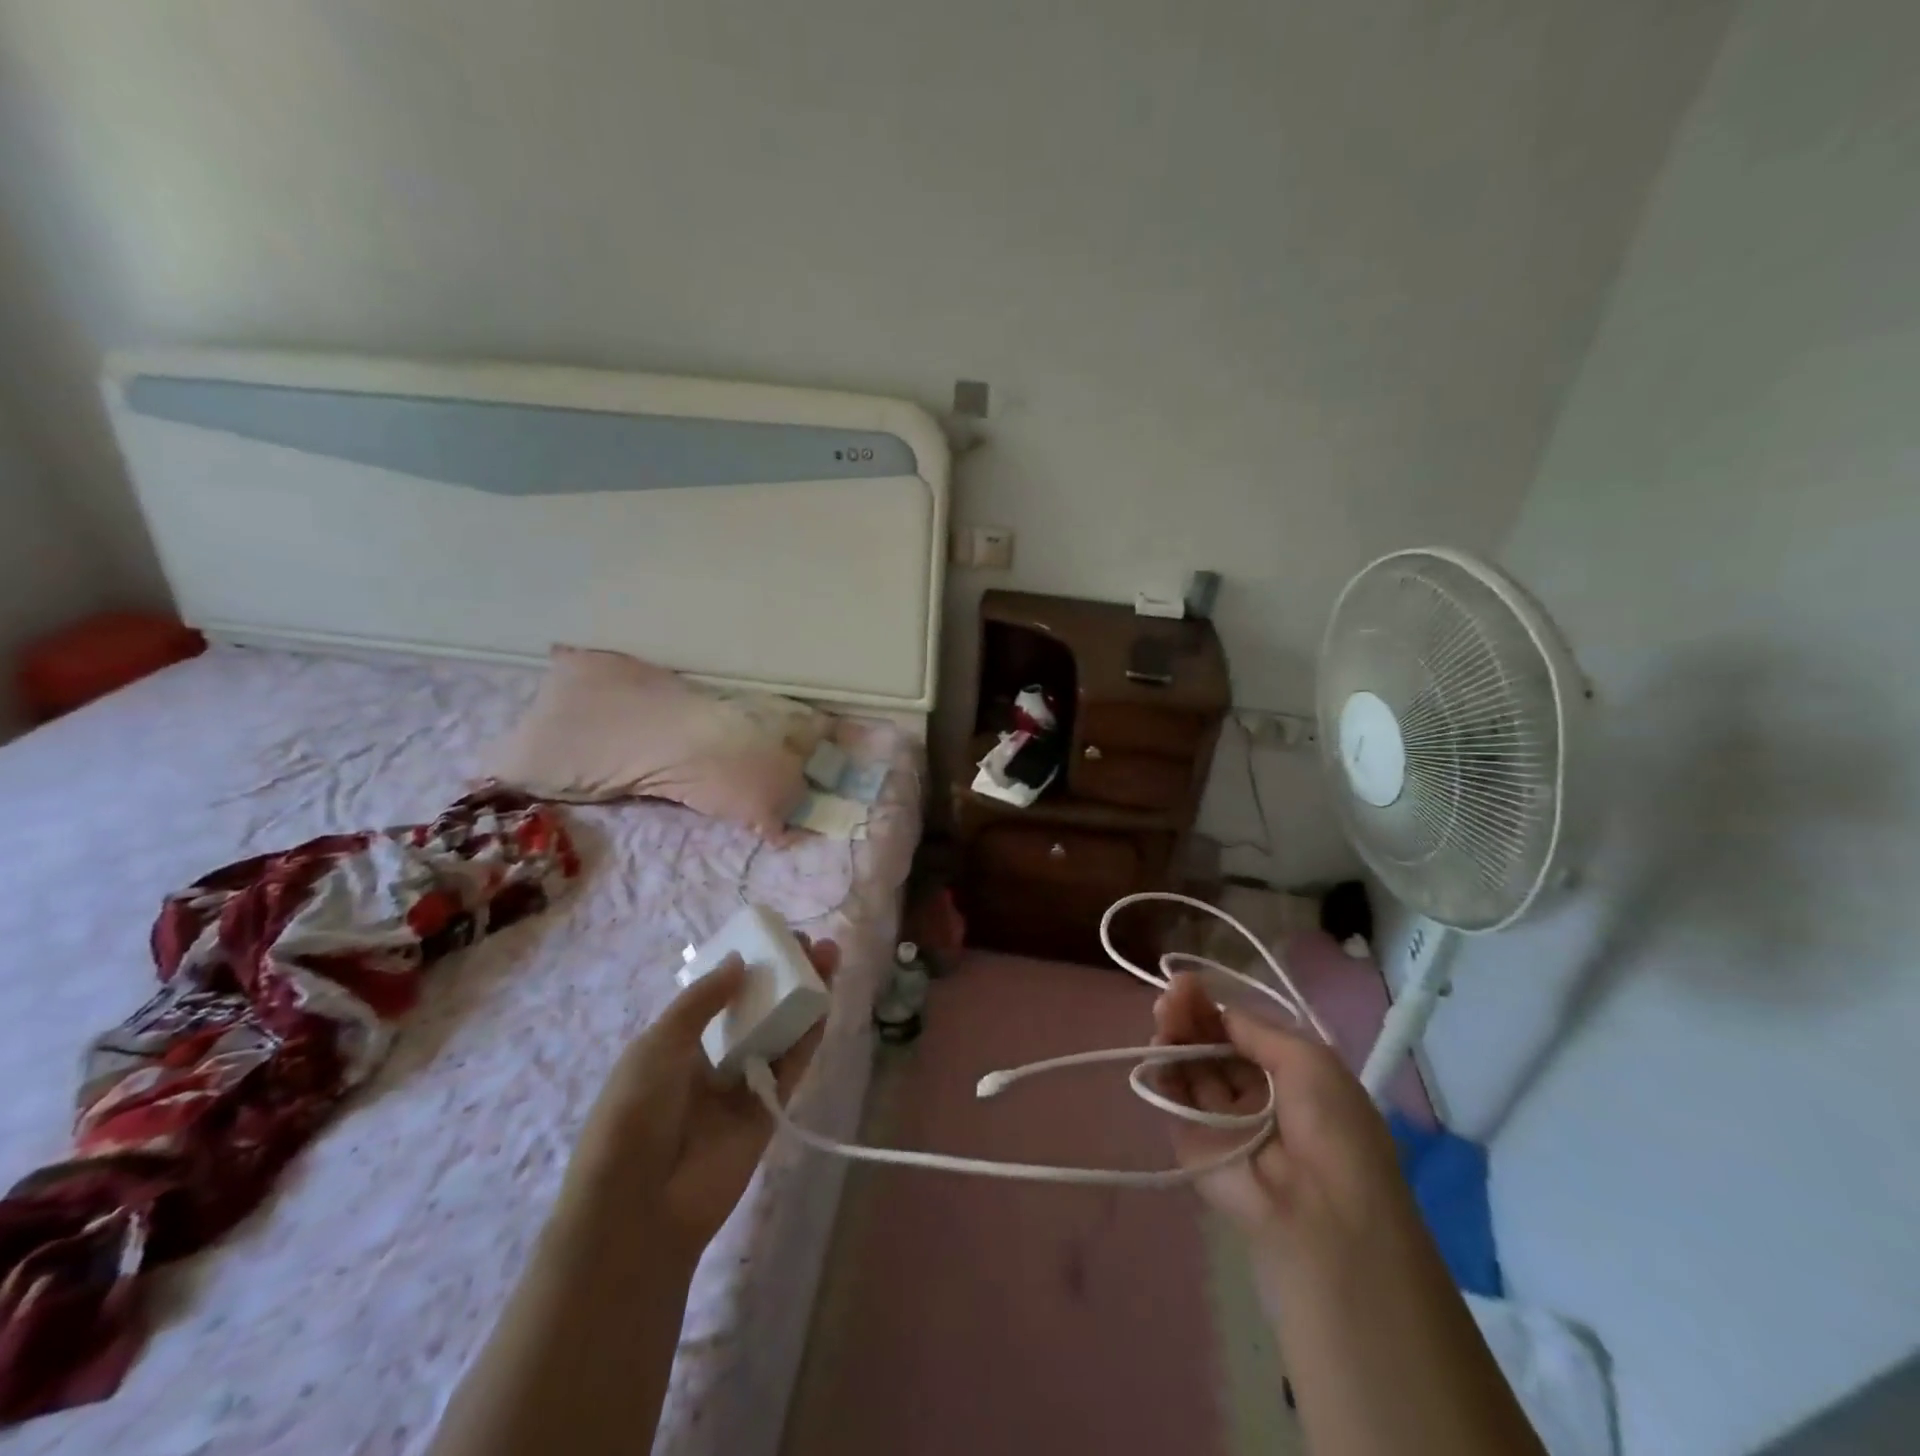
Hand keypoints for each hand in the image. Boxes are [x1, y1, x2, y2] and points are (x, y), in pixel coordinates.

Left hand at [562, 937, 838, 1262]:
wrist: (640, 1210)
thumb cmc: (633, 1117)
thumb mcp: (656, 1047)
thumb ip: (701, 1002)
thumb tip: (739, 961)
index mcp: (675, 1043)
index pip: (716, 994)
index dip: (743, 965)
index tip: (771, 937)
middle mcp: (711, 1059)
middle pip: (755, 1007)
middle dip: (781, 974)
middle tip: (810, 943)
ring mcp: (742, 1084)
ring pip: (780, 1030)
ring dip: (803, 995)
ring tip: (829, 957)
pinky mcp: (768, 1110)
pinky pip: (792, 1065)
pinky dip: (810, 1034)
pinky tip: (826, 1001)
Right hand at [1151, 972, 1411, 1273]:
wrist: (1321, 1215)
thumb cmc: (1331, 1127)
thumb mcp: (1309, 1059)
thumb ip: (1256, 1029)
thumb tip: (1219, 1011)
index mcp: (1291, 1076)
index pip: (1242, 1032)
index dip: (1217, 1007)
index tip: (1189, 983)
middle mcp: (1255, 1093)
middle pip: (1213, 1044)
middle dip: (1191, 1014)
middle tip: (1171, 993)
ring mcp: (1221, 1117)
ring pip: (1190, 1064)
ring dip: (1175, 1033)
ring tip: (1164, 1011)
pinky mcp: (1192, 1141)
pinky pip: (1174, 1097)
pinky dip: (1161, 1069)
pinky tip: (1158, 1043)